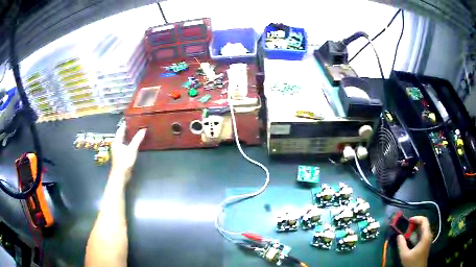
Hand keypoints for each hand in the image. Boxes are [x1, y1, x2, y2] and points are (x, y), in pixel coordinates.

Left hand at [110, 123, 146, 182]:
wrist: (121, 175)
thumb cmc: (124, 161)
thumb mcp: (132, 149)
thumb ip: (137, 139)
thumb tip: (143, 130)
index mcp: (117, 140)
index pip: (121, 129)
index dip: (125, 123)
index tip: (131, 118)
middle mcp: (116, 144)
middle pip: (121, 134)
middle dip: (127, 129)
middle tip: (135, 123)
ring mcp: (117, 149)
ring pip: (123, 139)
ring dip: (128, 135)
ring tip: (136, 131)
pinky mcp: (120, 154)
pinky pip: (124, 144)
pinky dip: (129, 141)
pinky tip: (134, 142)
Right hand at [397, 216, 432, 266]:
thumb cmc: (412, 262)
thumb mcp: (405, 255)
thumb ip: (402, 245)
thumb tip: (399, 235)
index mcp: (426, 235)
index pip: (424, 220)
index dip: (416, 218)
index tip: (408, 221)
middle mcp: (428, 234)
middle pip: (424, 223)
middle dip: (415, 223)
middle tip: (406, 226)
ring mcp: (428, 239)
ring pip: (423, 228)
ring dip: (415, 228)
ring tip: (407, 232)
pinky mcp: (426, 243)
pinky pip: (423, 233)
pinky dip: (417, 233)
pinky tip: (411, 238)